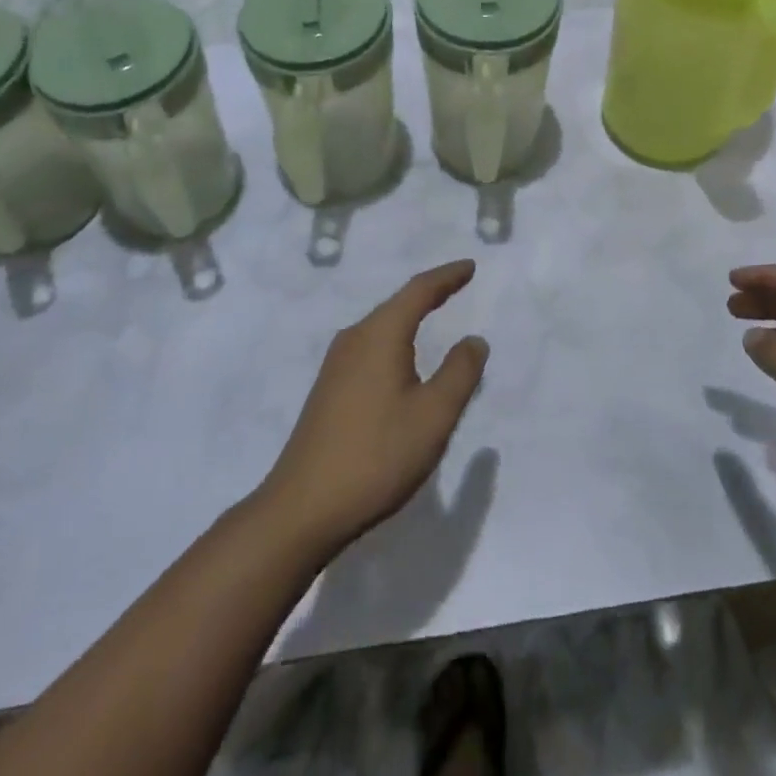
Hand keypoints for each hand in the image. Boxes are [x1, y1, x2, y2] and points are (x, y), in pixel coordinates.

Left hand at [261, 261, 489, 553]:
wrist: (302, 508)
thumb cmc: (376, 456)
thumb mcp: (433, 416)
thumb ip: (460, 373)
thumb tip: (473, 340)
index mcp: (379, 335)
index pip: (419, 291)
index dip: (447, 277)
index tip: (470, 266)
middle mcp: (354, 339)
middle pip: (397, 304)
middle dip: (429, 293)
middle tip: (457, 285)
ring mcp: (336, 365)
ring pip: (381, 327)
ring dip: (410, 317)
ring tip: (434, 314)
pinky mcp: (328, 389)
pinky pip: (370, 348)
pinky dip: (395, 340)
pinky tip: (402, 360)